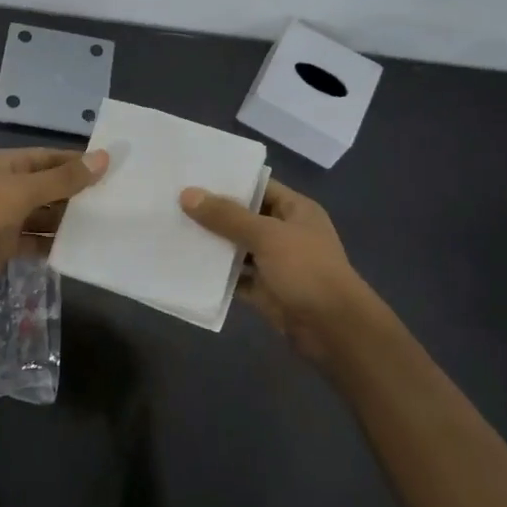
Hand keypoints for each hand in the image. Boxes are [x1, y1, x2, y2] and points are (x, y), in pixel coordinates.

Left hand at [0, 147, 108, 301]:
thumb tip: (103, 157)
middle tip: (118, 202)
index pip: (51, 158)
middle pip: (50, 187)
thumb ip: (63, 179)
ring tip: (106, 227)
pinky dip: (52, 245)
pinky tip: (79, 251)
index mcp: (9, 164)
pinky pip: (34, 242)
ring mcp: (5, 217)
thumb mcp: (23, 191)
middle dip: (78, 195)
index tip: (113, 170)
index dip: (79, 163)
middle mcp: (8, 187)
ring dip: (68, 222)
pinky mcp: (3, 244)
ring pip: (44, 216)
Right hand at [180, 179, 373, 362]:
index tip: (194, 176)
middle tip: (174, 202)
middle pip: (245, 217)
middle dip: (214, 213)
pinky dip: (216, 275)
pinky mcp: (265, 291)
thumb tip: (188, 194)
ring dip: (212, 244)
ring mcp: (276, 264)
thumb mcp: (266, 236)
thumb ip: (227, 216)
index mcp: (296, 211)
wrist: (333, 329)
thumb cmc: (306, 270)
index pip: (260, 186)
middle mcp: (286, 233)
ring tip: (173, 230)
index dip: (230, 181)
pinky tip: (187, 266)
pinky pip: (236, 278)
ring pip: (238, 249)